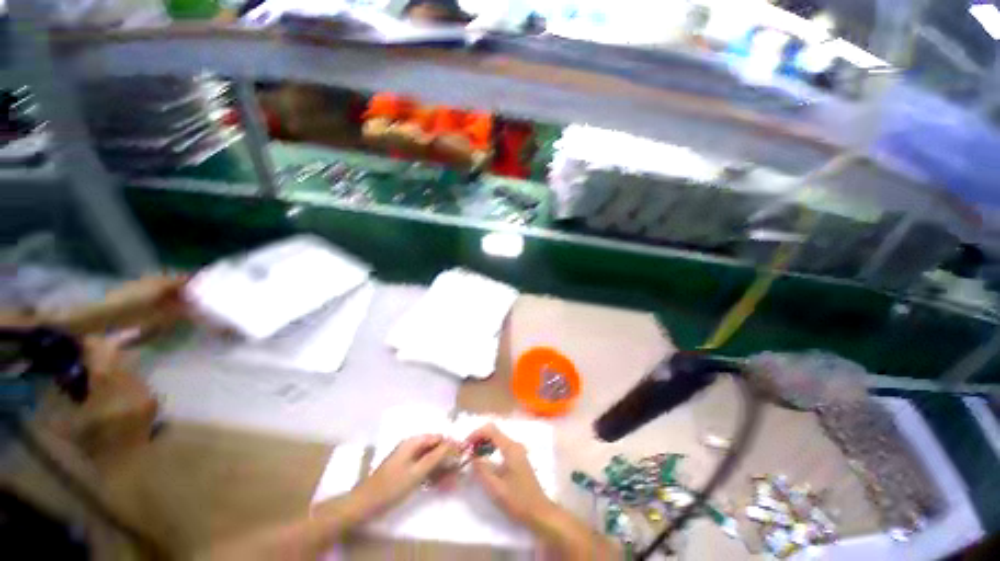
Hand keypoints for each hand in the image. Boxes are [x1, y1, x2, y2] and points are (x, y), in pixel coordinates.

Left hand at [347, 435, 459, 520]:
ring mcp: (408, 458)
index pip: (439, 438)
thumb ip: (437, 456)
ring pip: (431, 459)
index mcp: (414, 442)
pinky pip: (424, 468)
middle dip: (447, 459)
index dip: (452, 446)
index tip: (463, 457)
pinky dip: (432, 475)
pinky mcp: (406, 470)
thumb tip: (455, 442)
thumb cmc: (392, 486)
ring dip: (441, 469)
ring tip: (451, 482)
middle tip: (457, 474)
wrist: (365, 505)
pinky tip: (439, 485)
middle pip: (435, 448)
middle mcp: (412, 446)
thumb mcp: (417, 471)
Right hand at [465, 424, 555, 527]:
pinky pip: (501, 446)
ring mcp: (517, 450)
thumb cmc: (517, 500)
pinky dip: (490, 448)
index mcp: (510, 448)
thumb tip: (472, 456)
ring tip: (473, 457)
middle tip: (467, 452)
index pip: (491, 430)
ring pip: (497, 438)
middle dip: (479, 438)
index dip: (476, 433)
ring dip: (484, 443)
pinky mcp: (517, 457)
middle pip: (494, 431)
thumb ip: (482, 470)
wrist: (539, 512)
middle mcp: (515, 444)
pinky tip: (484, 461)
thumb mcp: (495, 488)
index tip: (465, 445)